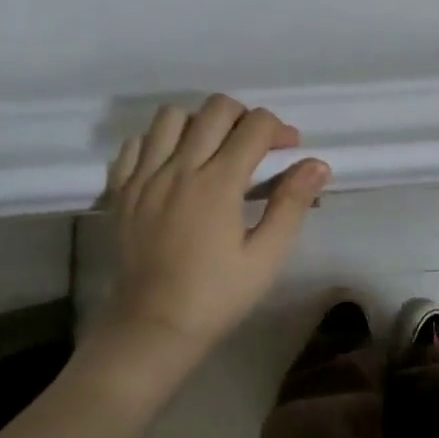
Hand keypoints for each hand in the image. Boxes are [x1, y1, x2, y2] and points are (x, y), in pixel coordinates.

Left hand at [100, 96, 330, 354]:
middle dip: (244, 117)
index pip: (255, 126)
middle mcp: (179, 168)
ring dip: (199, 122)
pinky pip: (135, 144)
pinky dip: (158, 143)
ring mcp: (144, 177)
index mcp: (218, 183)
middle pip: (215, 108)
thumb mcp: (267, 256)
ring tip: (213, 149)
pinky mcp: (121, 191)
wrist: (152, 329)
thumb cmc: (217, 296)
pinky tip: (173, 166)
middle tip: (256, 146)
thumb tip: (317, 164)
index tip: (291, 150)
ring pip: (171, 117)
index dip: (280, 129)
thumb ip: (292, 204)